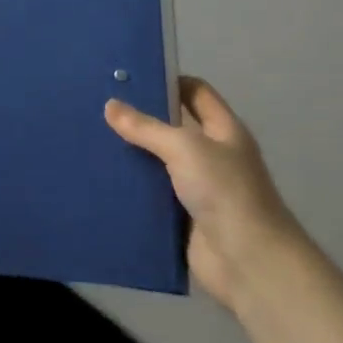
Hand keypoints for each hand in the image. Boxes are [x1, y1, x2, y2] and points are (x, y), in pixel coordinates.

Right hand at [105, 77, 301, 312]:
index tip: (131, 78)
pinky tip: (104, 179)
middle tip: (102, 107)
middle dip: (142, 118)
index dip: (168, 81)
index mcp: (223, 130)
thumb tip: (110, 105)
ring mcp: (199, 188)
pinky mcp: (184, 218)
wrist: (249, 263)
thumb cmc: (225, 192)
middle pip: (174, 127)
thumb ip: (146, 127)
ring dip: (134, 155)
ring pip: (160, 163)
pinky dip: (133, 189)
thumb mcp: (184, 148)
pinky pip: (153, 196)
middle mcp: (213, 155)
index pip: (195, 92)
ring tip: (94, 139)